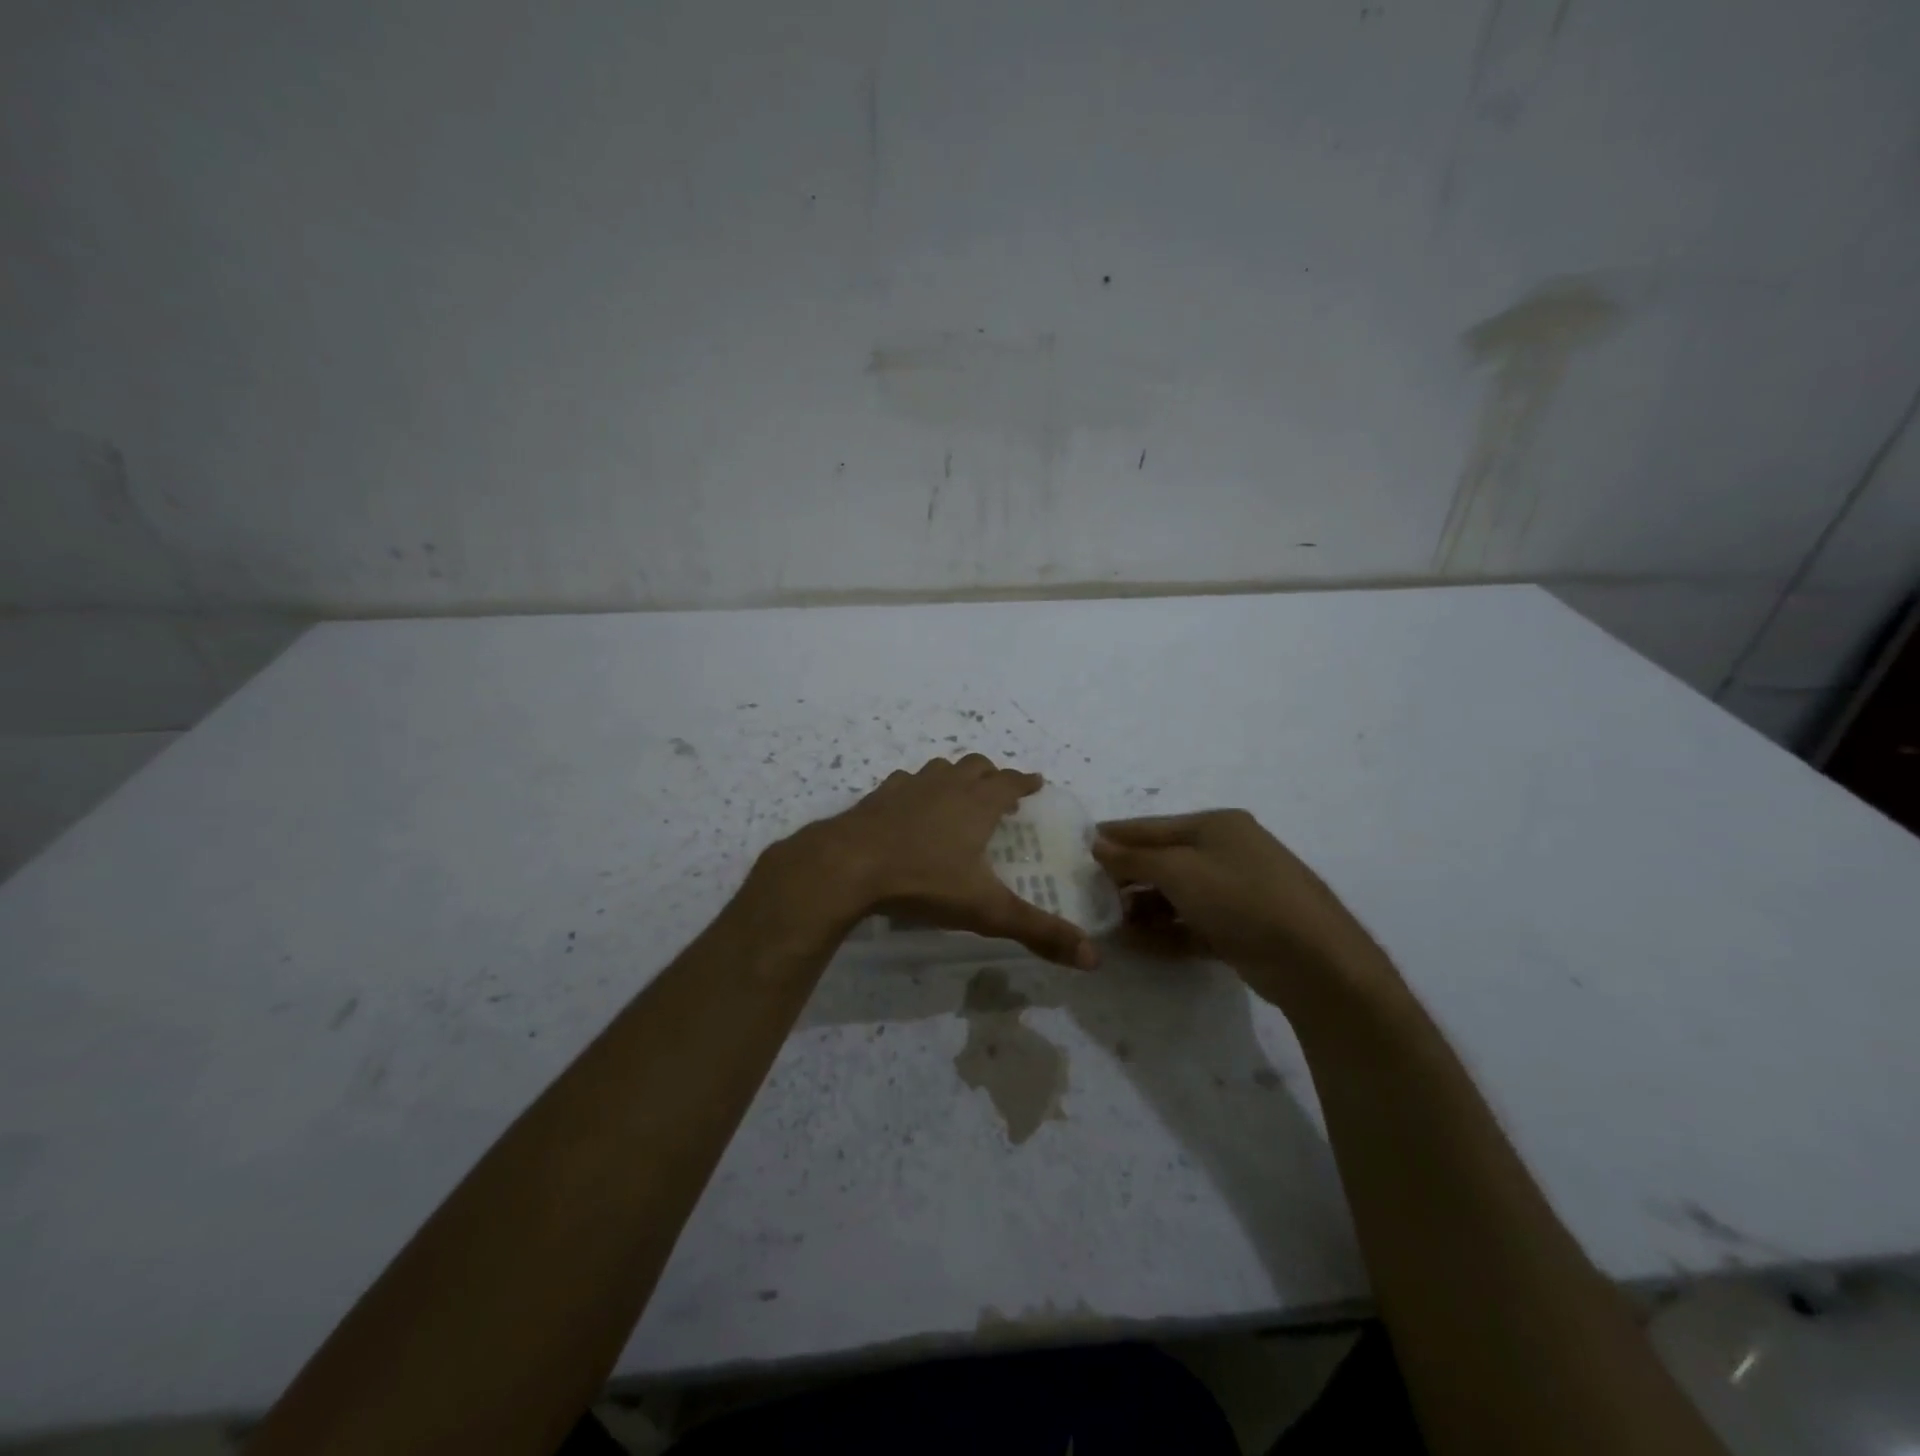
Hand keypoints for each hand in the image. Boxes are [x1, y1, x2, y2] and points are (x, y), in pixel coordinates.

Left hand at [782, 755, 1097, 968]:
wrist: (849, 865)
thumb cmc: (924, 881)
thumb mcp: (986, 911)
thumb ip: (1038, 932)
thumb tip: (1093, 959)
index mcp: (978, 804)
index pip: (1010, 781)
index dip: (1025, 781)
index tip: (1035, 783)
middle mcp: (946, 786)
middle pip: (976, 766)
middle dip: (992, 776)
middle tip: (1000, 794)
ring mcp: (909, 786)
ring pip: (940, 769)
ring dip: (954, 777)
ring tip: (957, 798)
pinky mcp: (879, 796)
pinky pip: (905, 782)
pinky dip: (916, 789)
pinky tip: (910, 808)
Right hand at [1091, 810, 1395, 1009]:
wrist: (1316, 961)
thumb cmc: (1242, 898)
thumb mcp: (1181, 871)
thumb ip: (1135, 858)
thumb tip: (1098, 843)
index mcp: (1216, 827)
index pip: (1153, 826)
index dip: (1116, 835)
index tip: (1080, 845)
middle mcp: (1227, 853)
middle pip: (1164, 861)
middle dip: (1127, 877)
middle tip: (1089, 893)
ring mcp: (1237, 892)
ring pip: (1176, 896)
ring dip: (1142, 909)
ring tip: (1109, 924)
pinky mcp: (1241, 929)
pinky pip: (1191, 925)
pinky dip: (1164, 933)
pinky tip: (1134, 945)